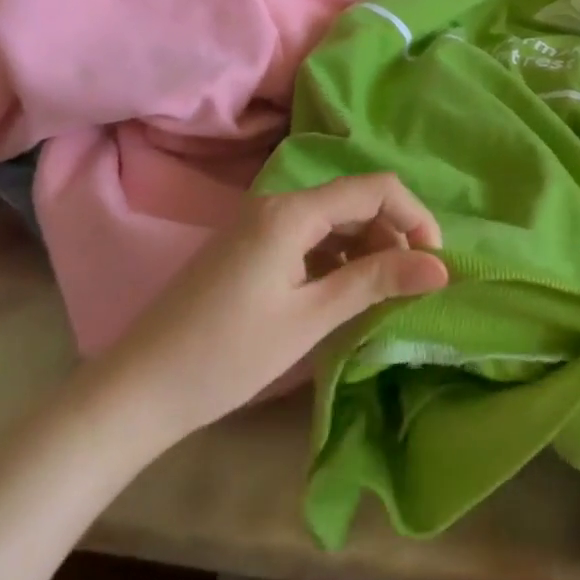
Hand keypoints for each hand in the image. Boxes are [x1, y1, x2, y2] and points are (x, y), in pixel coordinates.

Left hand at [85, 176, 448, 459]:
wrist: (137, 391)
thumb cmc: (227, 354)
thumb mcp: (311, 317)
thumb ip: (377, 281)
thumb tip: (442, 267)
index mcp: (292, 211)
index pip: (375, 188)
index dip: (415, 217)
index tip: (434, 264)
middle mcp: (278, 203)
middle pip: (356, 200)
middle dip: (393, 235)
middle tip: (410, 285)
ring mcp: (261, 223)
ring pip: (335, 220)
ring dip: (367, 248)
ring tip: (382, 294)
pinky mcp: (251, 246)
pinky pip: (310, 237)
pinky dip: (338, 258)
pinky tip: (344, 293)